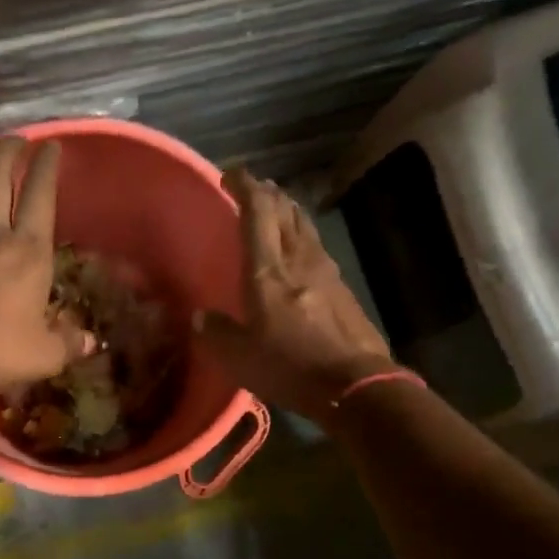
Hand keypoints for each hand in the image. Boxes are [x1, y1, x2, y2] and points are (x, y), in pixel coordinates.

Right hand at [194, 169, 397, 422]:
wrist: (356, 385)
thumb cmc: (290, 366)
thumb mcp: (239, 357)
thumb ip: (217, 332)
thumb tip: (202, 317)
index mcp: (268, 269)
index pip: (257, 211)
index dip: (244, 186)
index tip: (231, 174)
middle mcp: (298, 259)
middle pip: (285, 211)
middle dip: (267, 193)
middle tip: (252, 189)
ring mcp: (326, 271)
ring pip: (304, 226)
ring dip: (288, 212)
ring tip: (275, 210)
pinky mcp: (342, 288)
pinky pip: (316, 248)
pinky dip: (301, 238)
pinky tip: (298, 251)